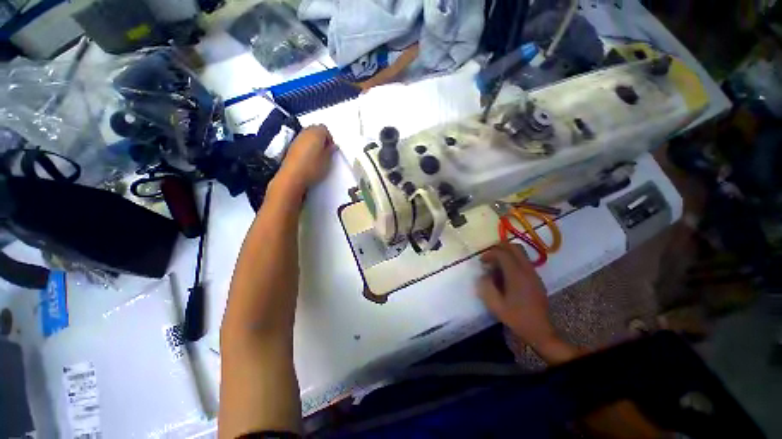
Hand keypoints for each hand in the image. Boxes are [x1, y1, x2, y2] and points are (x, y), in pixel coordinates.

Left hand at [278, 125, 333, 192]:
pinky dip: (306, 146)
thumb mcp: (327, 160)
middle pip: (315, 129)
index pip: (325, 129)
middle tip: (325, 151)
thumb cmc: (313, 167)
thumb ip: (331, 151)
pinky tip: (308, 157)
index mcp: (316, 133)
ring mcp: (296, 138)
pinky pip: (301, 141)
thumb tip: (333, 146)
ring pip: (307, 135)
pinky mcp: (291, 146)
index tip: (330, 149)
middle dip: (321, 138)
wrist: (293, 176)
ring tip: (317, 155)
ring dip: (313, 142)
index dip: (329, 138)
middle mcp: (305, 132)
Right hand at [478, 242, 554, 346]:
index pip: (503, 253)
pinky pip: (523, 262)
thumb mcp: (495, 304)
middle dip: (499, 248)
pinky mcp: (536, 278)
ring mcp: (533, 273)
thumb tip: (484, 275)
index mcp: (516, 275)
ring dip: (506, 254)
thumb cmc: (516, 317)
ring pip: (520, 253)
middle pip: (514, 247)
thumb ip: (486, 286)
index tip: (481, 262)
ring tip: (496, 266)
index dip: (490, 254)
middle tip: (489, 258)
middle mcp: (527, 270)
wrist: (540, 330)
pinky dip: (512, 261)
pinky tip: (506, 275)